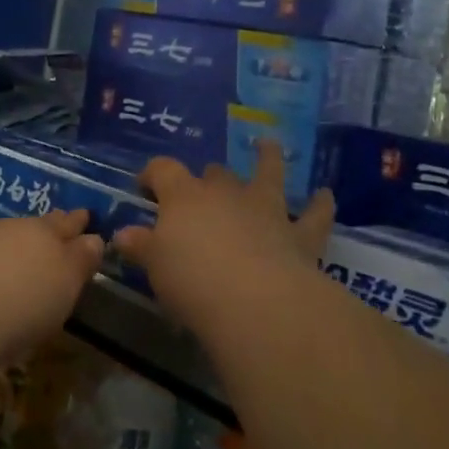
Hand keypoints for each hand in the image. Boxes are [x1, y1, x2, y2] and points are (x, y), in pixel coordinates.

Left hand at [0, 191, 103, 368]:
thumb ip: (80, 260)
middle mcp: (2, 237)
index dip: (75, 222)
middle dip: (41, 222)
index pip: (62, 224)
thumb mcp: (68, 282)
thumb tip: (93, 239)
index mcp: (39, 235)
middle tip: (52, 215)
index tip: (85, 214)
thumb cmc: (29, 300)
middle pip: (25, 226)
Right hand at [113, 142, 334, 335]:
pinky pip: (313, 214)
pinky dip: (320, 204)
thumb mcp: (155, 267)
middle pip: (215, 174)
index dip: (153, 173)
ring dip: (268, 159)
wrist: (257, 303)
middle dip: (208, 177)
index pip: (163, 170)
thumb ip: (141, 247)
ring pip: (268, 174)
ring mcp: (266, 210)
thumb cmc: (193, 281)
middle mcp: (226, 194)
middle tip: (203, 190)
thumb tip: (122, 235)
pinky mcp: (299, 235)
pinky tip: (326, 195)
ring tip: (268, 145)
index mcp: (185, 197)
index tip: (145, 186)